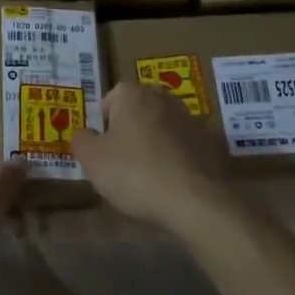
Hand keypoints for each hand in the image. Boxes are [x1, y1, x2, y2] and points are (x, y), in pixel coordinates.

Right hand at [70, 81, 232, 232]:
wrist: (196, 200)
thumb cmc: (135, 173)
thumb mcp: (92, 160)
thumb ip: (81, 140)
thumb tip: (84, 133)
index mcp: (132, 94)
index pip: (109, 102)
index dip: (103, 128)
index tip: (105, 154)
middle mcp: (163, 97)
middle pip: (138, 111)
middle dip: (131, 132)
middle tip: (125, 165)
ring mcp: (192, 118)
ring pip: (164, 127)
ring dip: (157, 144)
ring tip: (152, 178)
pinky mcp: (213, 141)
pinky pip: (187, 146)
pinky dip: (180, 158)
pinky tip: (176, 183)